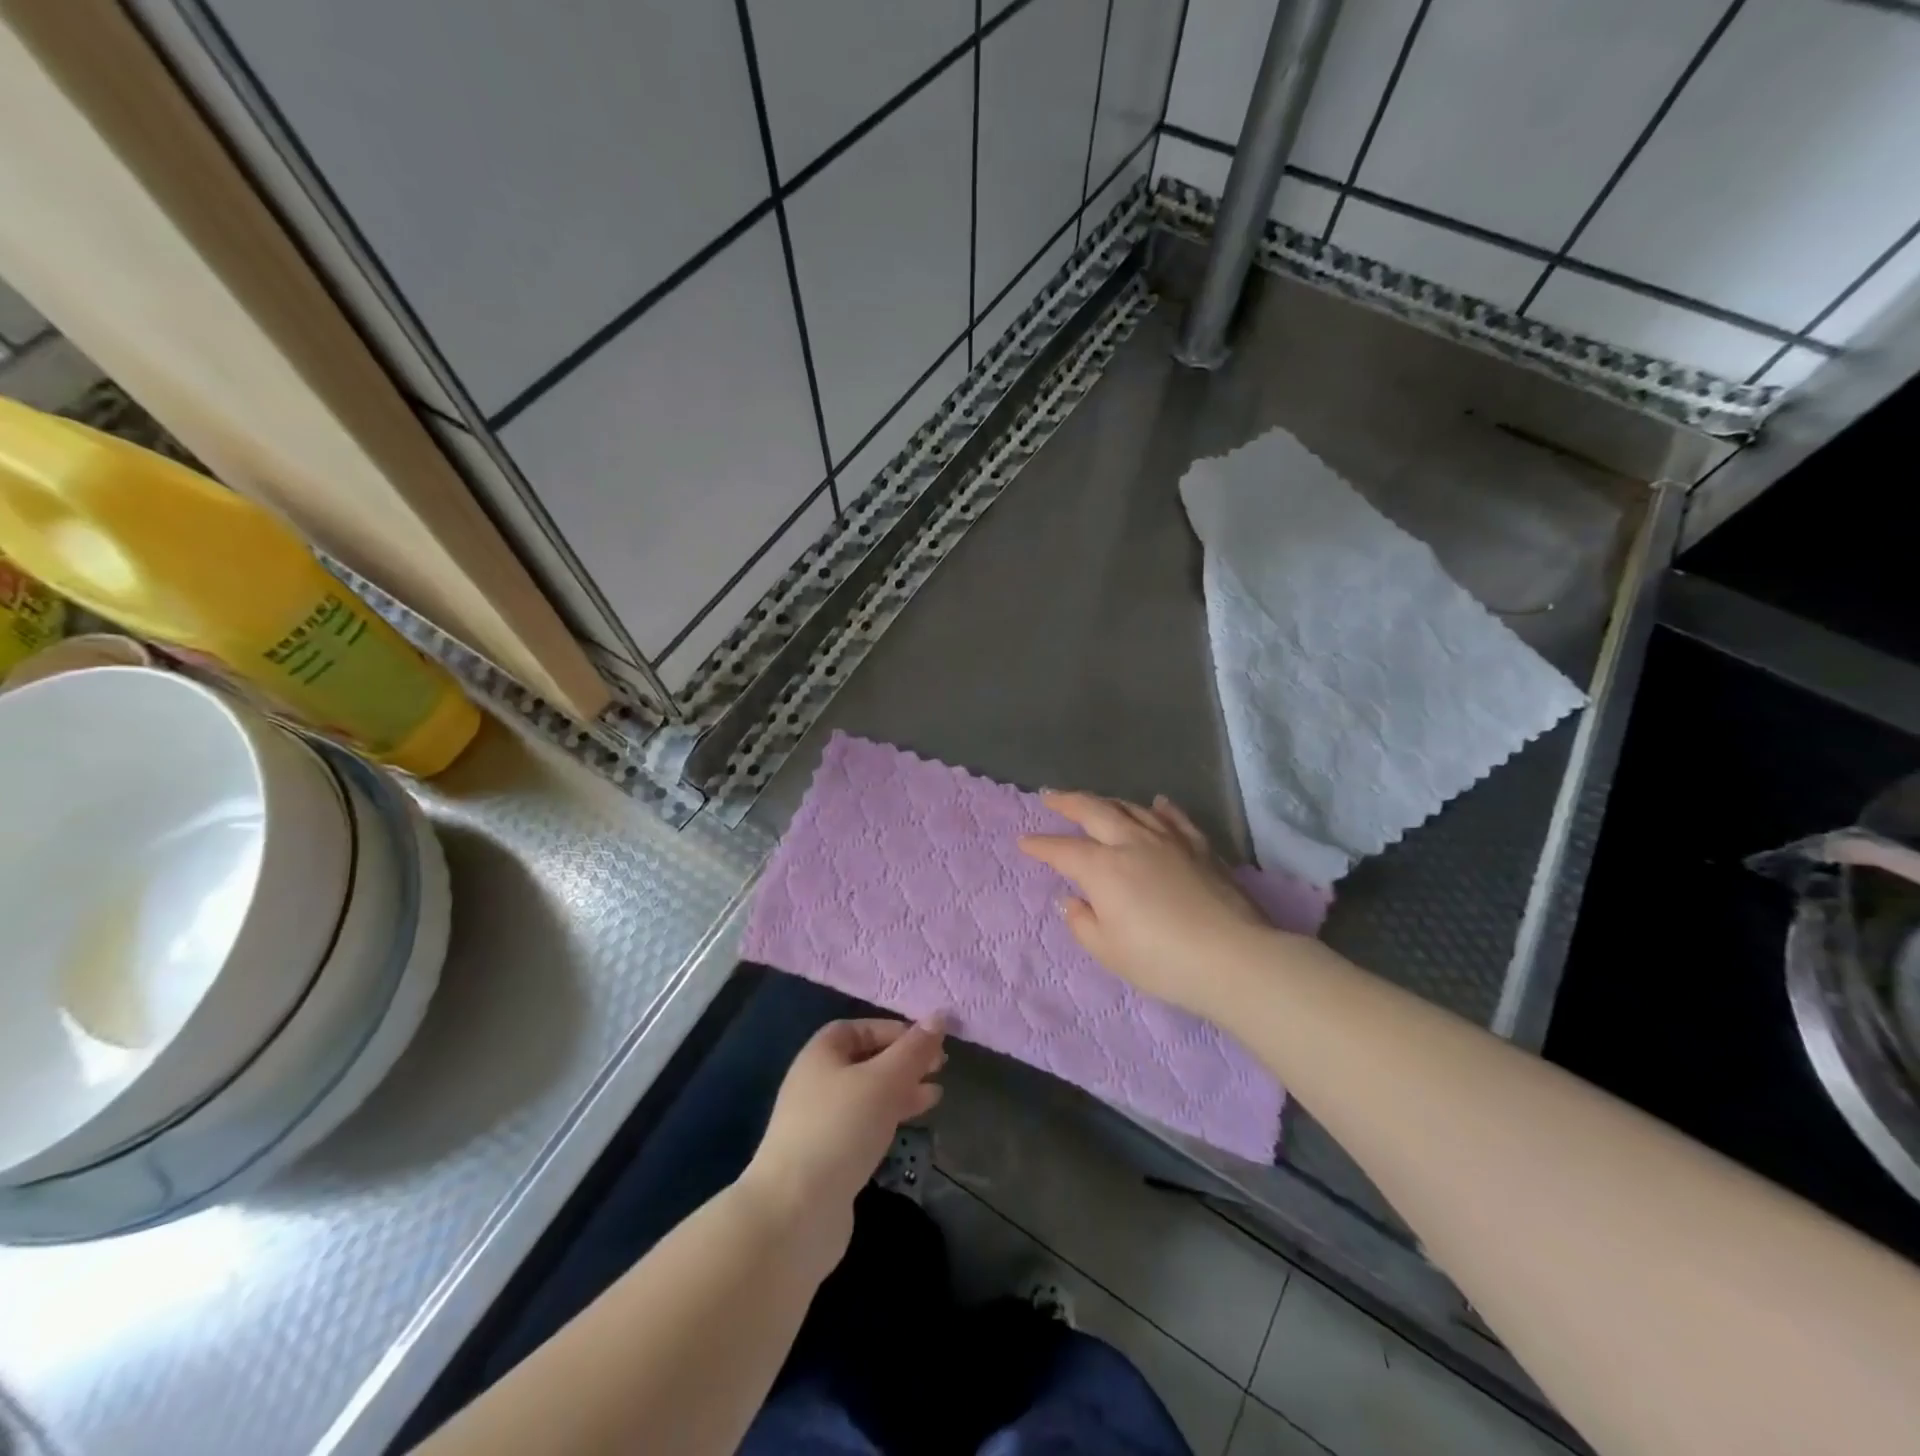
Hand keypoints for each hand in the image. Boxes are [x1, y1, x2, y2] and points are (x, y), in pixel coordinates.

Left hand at [741, 1017, 945, 1263]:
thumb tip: (940, 1016)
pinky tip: (909, 1126)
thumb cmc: (840, 1129)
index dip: (896, 1030)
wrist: (794, 1212)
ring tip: (936, 1096)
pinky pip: (863, 1125)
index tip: (930, 1043)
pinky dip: (888, 1119)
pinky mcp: (827, 1157)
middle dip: (904, 1062)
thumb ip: (914, 1050)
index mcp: (822, 1053)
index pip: (862, 1028)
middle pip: (867, 1060)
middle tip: (941, 1068)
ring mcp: (819, 1121)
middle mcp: (816, 1081)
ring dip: (901, 1091)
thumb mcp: (884, 1081)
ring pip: (868, 1095)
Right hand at [1019, 792, 1272, 1019]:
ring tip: (1096, 802)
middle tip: (1050, 797)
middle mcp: (1132, 843)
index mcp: (1102, 868)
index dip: (1041, 845)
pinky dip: (1161, 808)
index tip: (1024, 842)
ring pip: (1132, 808)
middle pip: (1094, 811)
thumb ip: (1083, 923)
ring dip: (1108, 802)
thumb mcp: (1108, 951)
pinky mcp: (1200, 847)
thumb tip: (1073, 901)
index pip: (1063, 850)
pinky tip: (1156, 803)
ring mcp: (1169, 840)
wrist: (1233, 957)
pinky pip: (1175, 819)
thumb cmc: (1161, 960)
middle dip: (1068, 802)